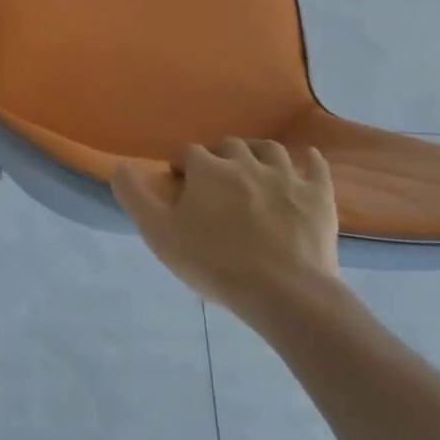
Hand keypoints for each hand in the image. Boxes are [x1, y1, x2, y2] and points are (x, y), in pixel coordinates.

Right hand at [112, 139, 339, 320]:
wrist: (285, 293)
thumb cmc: (214, 263)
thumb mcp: (158, 233)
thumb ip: (134, 195)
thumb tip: (121, 167)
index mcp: (207, 169)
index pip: (189, 152)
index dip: (183, 166)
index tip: (182, 187)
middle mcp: (245, 162)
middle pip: (228, 146)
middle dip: (219, 157)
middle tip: (216, 182)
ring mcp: (286, 176)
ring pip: (270, 149)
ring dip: (257, 153)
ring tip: (253, 167)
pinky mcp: (318, 196)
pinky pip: (316, 166)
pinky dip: (309, 160)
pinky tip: (306, 161)